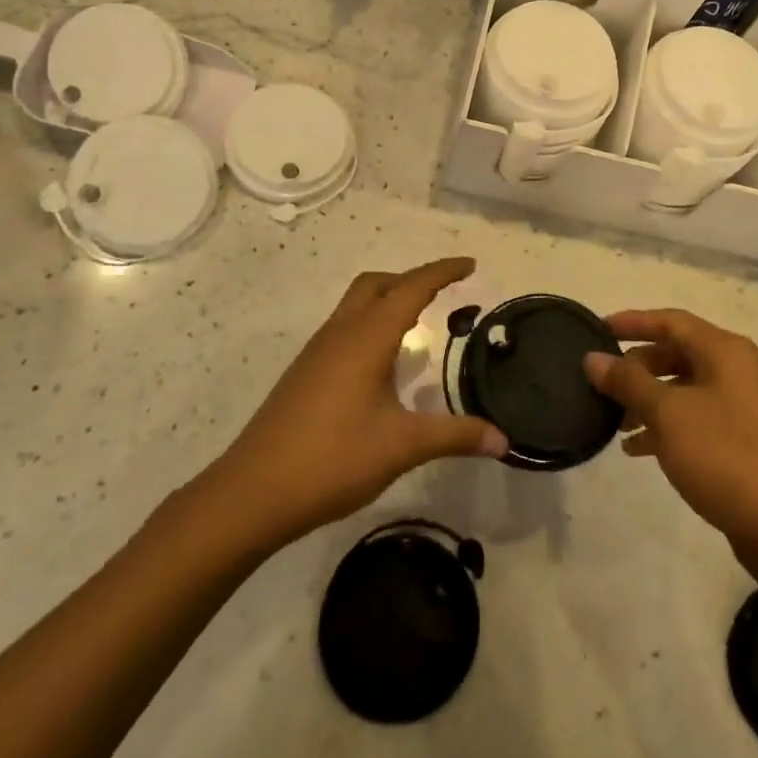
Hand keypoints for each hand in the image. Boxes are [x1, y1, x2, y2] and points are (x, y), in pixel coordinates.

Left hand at [209, 259, 507, 549]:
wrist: (253, 492)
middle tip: (444, 295)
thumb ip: (456, 436)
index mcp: (366, 337)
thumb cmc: (332, 459)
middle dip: (411, 280)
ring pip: (356, 305)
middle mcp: (340, 333)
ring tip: (418, 326)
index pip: (411, 287)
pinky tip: (381, 364)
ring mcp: (317, 352)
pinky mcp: (305, 373)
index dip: (442, 272)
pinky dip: (370, 325)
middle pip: (376, 284)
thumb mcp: (402, 446)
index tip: (470, 264)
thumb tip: (505, 440)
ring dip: (388, 301)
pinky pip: (344, 328)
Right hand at [585, 310, 757, 563]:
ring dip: (647, 400)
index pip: (670, 321)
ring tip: (614, 421)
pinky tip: (637, 450)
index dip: (632, 322)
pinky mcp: (741, 441)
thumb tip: (593, 357)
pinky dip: (665, 427)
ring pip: (683, 389)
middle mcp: (736, 371)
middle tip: (602, 383)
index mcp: (724, 352)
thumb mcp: (668, 414)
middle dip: (636, 367)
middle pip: (676, 353)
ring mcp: (741, 407)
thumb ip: (628, 382)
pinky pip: (694, 419)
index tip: (596, 330)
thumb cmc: (726, 456)